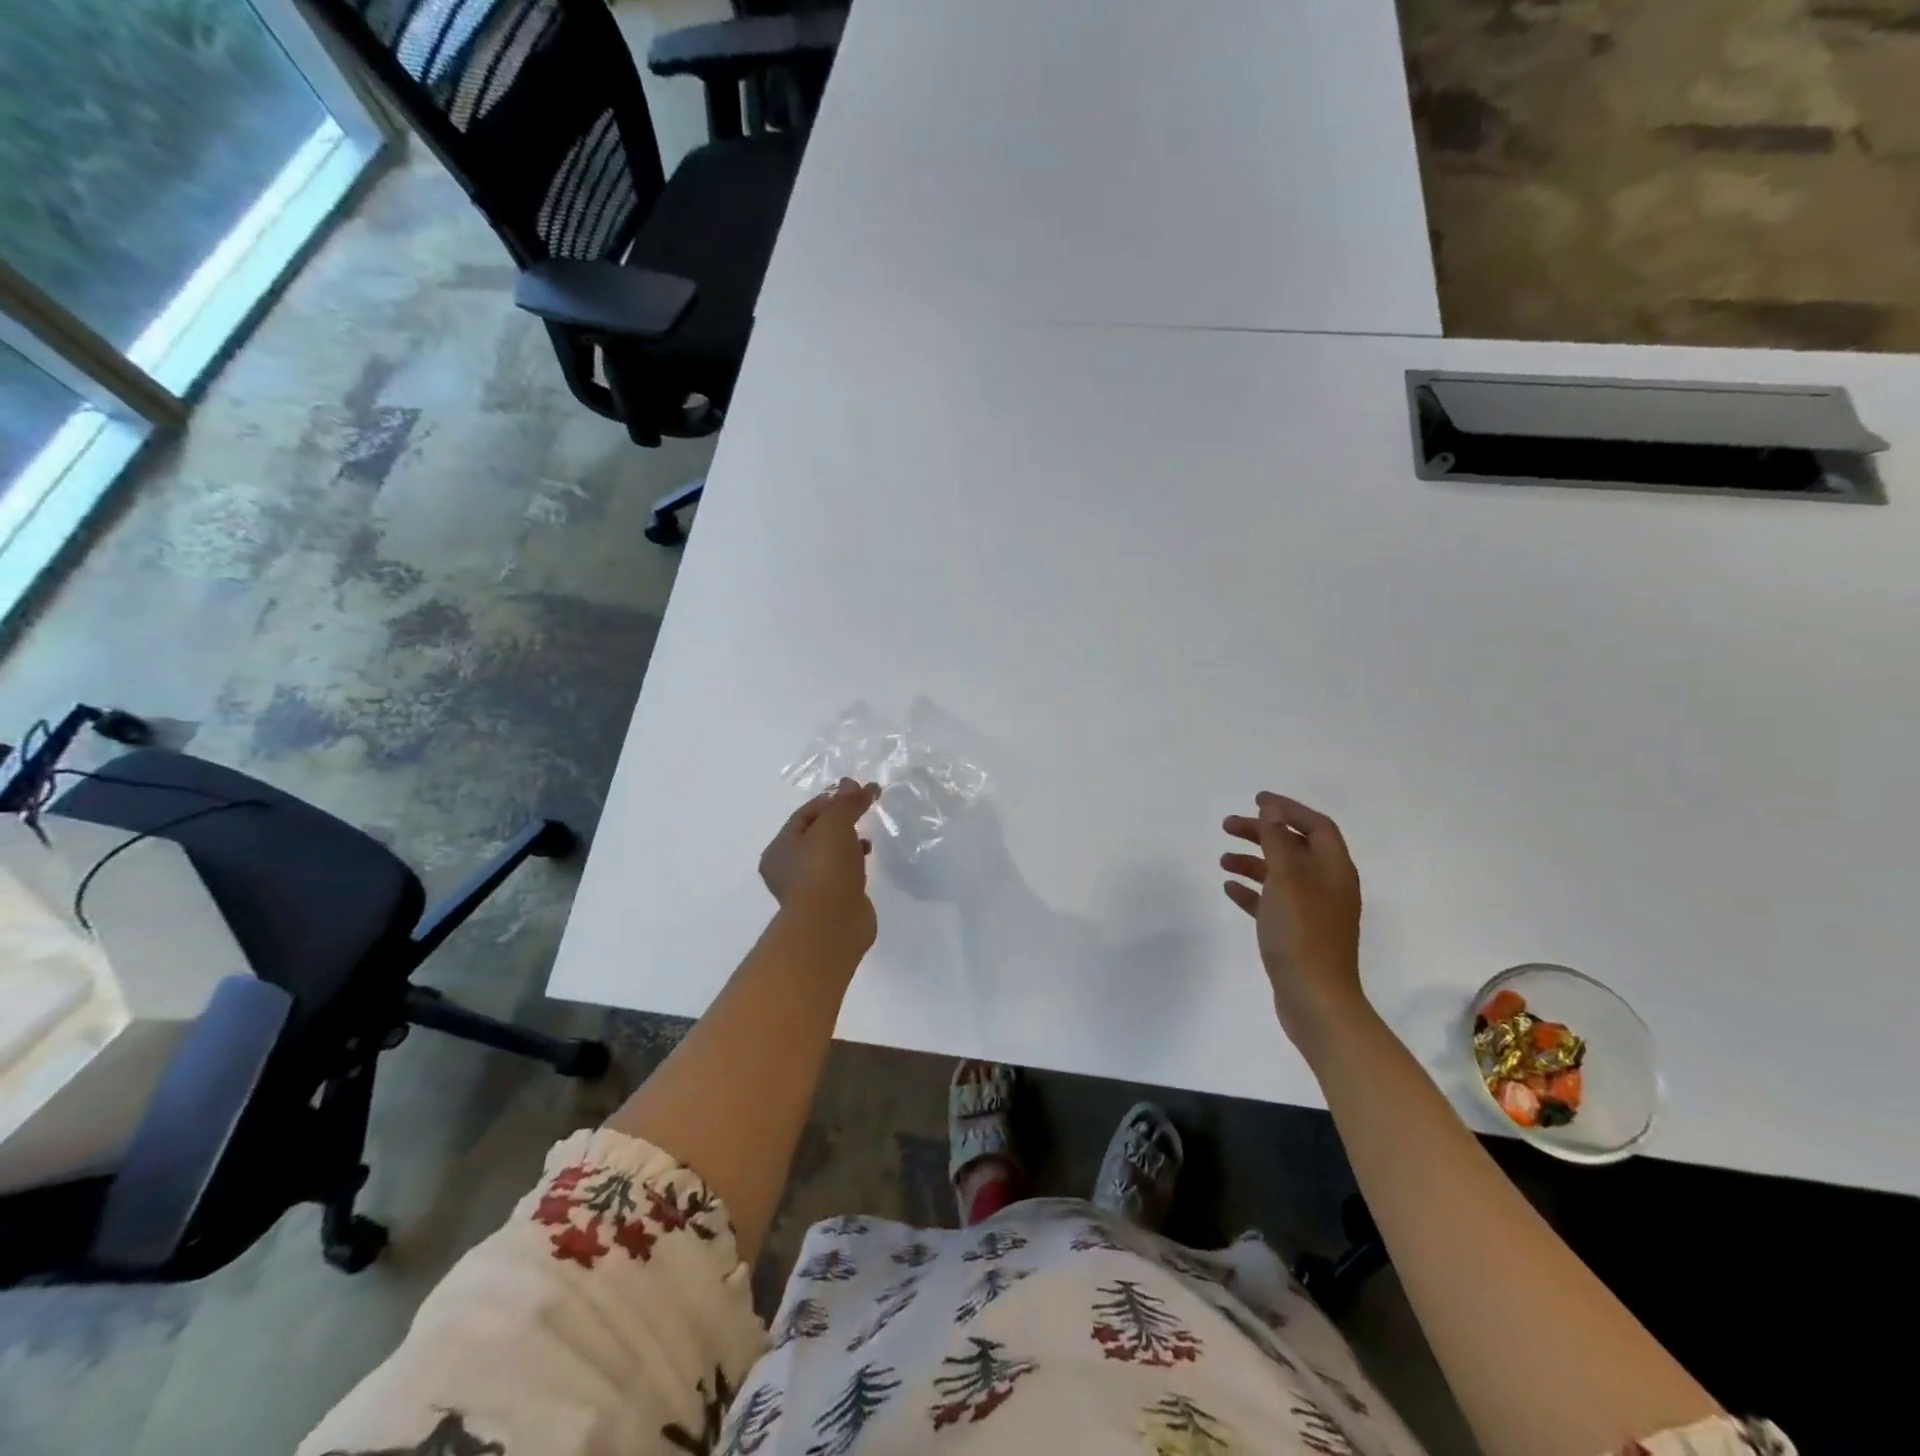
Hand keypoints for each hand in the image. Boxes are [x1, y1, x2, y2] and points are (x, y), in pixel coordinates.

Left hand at [760, 778, 881, 953]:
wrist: (832, 924)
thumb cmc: (824, 868)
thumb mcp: (835, 824)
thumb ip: (846, 802)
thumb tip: (857, 784)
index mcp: (779, 848)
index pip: (804, 814)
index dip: (831, 799)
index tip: (857, 792)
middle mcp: (788, 869)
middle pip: (816, 835)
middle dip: (839, 820)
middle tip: (863, 810)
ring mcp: (809, 889)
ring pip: (829, 856)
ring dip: (847, 842)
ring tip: (867, 836)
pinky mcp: (830, 903)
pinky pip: (841, 874)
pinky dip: (853, 863)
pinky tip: (867, 859)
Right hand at [1221, 792, 1367, 1045]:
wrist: (1315, 1000)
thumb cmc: (1302, 934)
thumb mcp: (1287, 880)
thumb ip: (1278, 841)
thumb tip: (1272, 808)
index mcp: (1334, 870)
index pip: (1316, 826)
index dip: (1287, 809)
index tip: (1256, 800)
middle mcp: (1327, 886)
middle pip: (1295, 847)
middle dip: (1263, 833)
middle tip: (1228, 826)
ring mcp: (1313, 911)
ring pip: (1281, 874)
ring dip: (1253, 861)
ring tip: (1223, 860)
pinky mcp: (1296, 933)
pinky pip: (1272, 901)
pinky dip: (1252, 891)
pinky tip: (1230, 889)